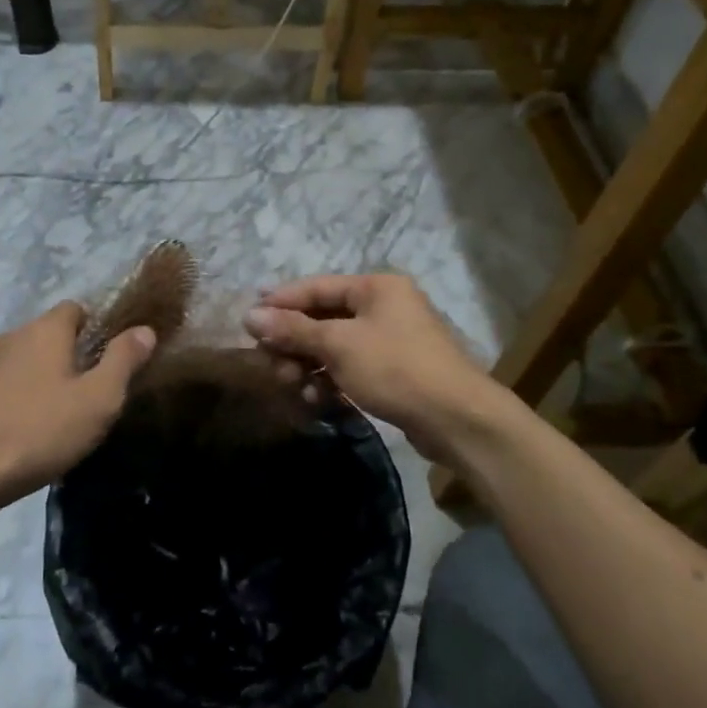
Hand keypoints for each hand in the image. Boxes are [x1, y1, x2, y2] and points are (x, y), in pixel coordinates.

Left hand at [0, 303, 155, 513]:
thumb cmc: (38, 432)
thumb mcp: (97, 400)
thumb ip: (123, 361)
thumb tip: (144, 329)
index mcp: (45, 330)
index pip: (76, 308)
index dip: (97, 328)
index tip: (111, 361)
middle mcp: (12, 336)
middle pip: (50, 335)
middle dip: (72, 357)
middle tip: (91, 395)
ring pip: (26, 361)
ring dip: (43, 379)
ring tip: (59, 418)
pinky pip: (4, 385)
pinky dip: (18, 399)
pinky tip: (25, 432)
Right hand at [244, 274, 518, 467]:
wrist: (458, 420)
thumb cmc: (396, 368)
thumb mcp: (339, 345)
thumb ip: (293, 329)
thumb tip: (249, 315)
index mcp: (376, 287)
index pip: (316, 287)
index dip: (280, 302)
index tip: (248, 321)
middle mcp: (383, 306)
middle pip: (323, 317)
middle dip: (293, 341)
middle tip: (267, 362)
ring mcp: (390, 340)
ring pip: (334, 346)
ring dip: (308, 364)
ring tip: (290, 385)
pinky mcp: (393, 371)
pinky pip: (350, 367)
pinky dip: (330, 380)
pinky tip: (315, 399)